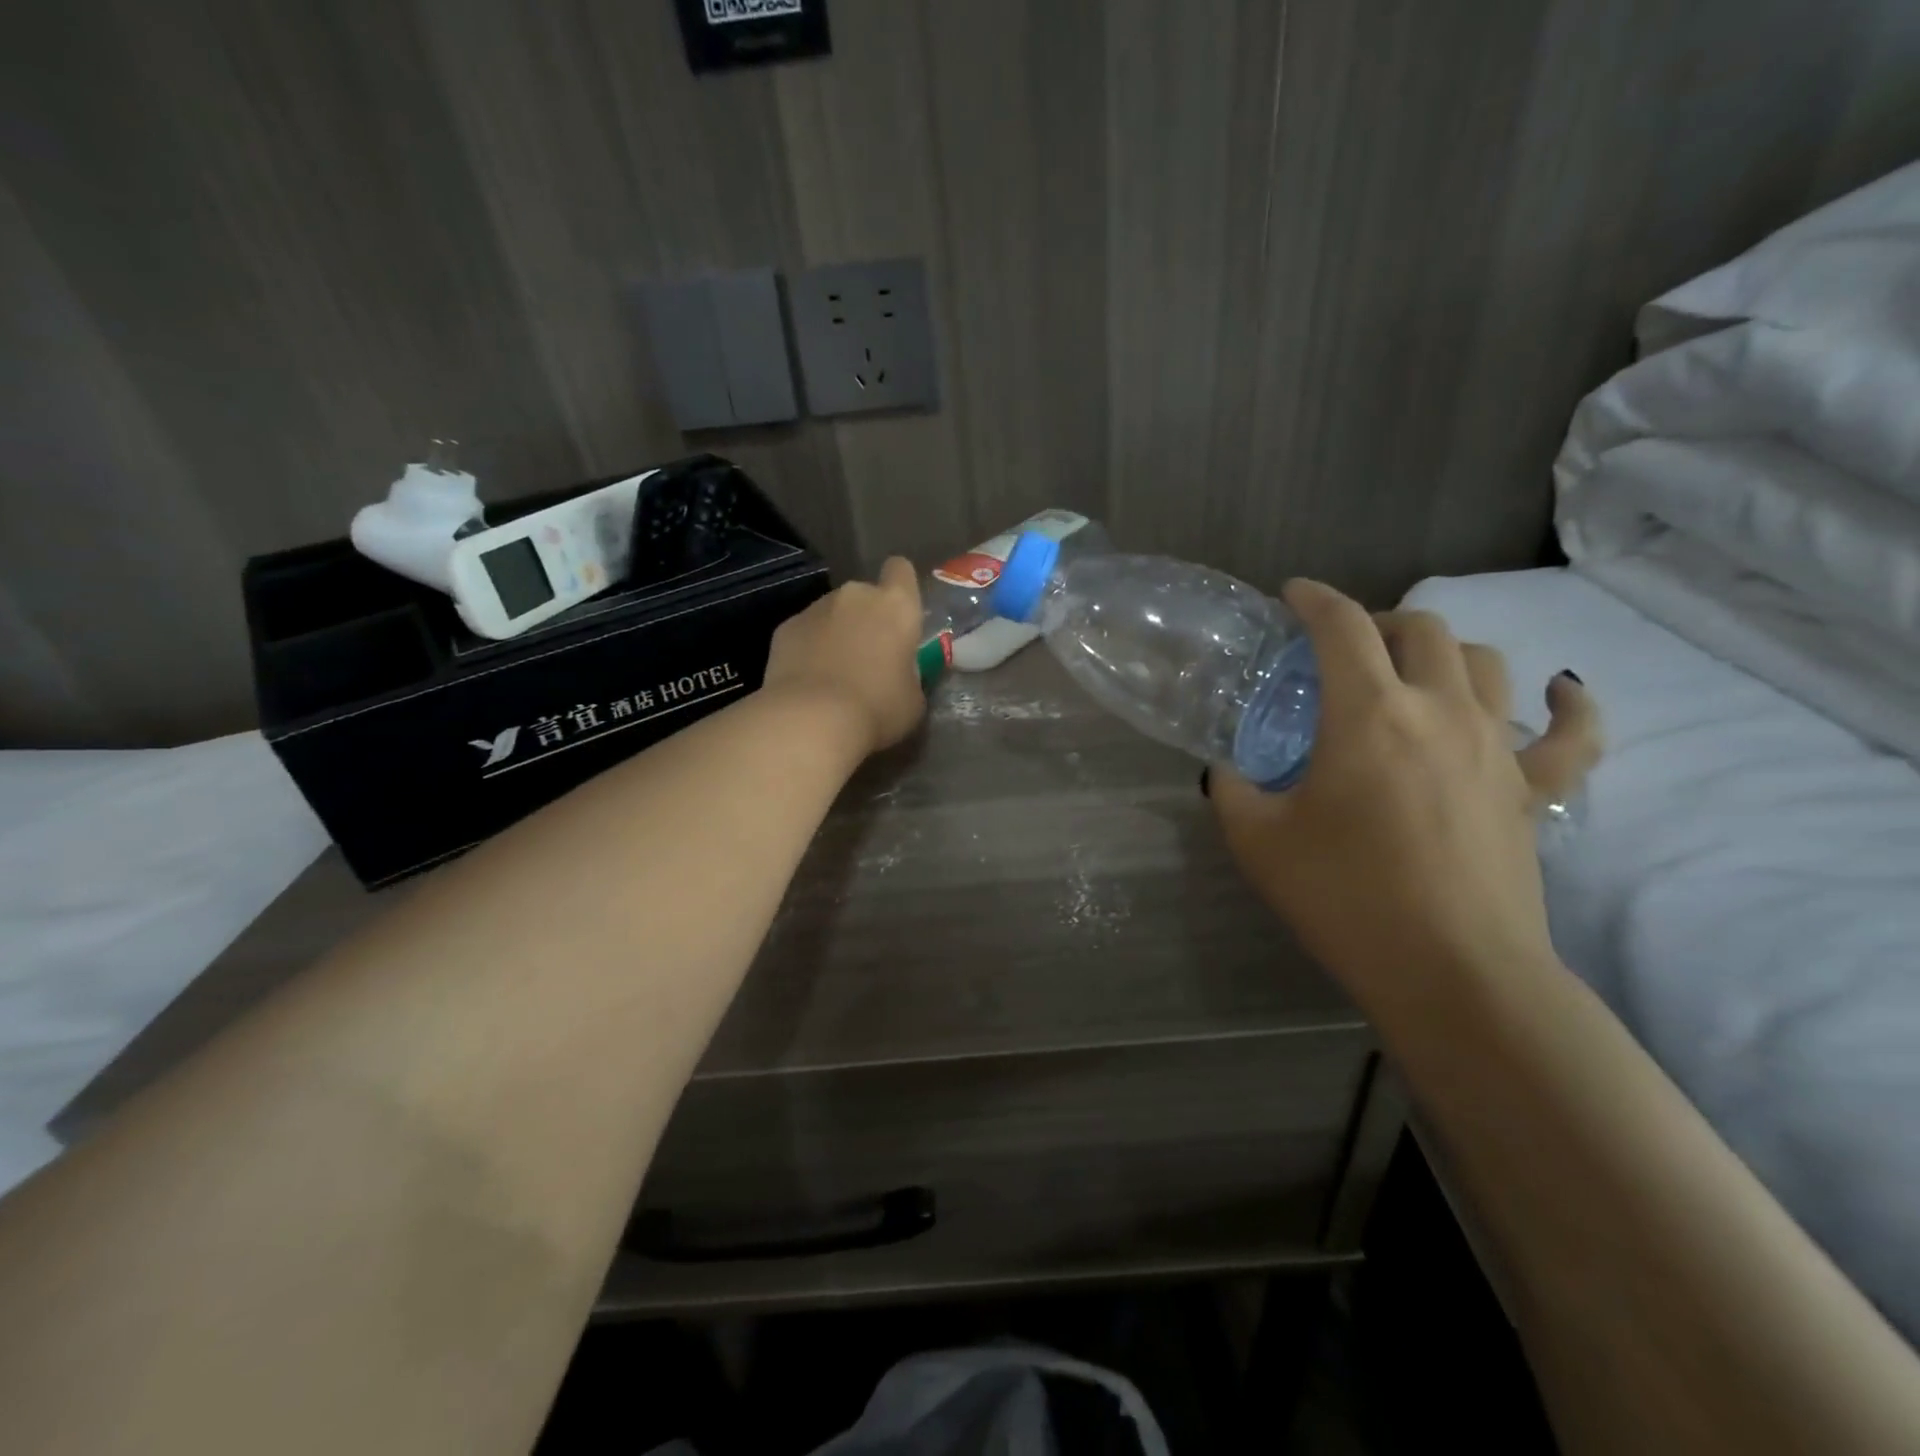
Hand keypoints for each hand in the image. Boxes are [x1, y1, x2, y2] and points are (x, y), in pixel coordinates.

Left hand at [762, 557, 926, 755]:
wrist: (811, 721)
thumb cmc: (877, 708)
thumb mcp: (913, 699)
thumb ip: (909, 673)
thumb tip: (899, 673)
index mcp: (896, 607)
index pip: (901, 570)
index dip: (901, 587)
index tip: (900, 614)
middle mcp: (855, 596)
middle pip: (864, 595)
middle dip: (866, 618)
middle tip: (869, 657)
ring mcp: (816, 608)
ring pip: (832, 613)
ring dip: (837, 634)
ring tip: (835, 674)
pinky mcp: (785, 627)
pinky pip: (805, 632)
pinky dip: (809, 649)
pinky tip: (809, 681)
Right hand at [1209, 580, 1599, 998]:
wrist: (1452, 974)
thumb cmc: (1344, 898)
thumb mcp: (1258, 842)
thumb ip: (1232, 792)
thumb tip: (1225, 771)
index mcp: (1368, 714)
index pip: (1341, 627)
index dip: (1313, 599)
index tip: (1291, 596)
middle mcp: (1440, 710)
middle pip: (1419, 628)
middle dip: (1375, 621)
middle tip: (1342, 648)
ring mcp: (1497, 746)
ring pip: (1483, 661)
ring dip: (1442, 651)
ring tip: (1412, 673)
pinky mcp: (1533, 789)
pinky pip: (1571, 733)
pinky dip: (1568, 704)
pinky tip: (1559, 691)